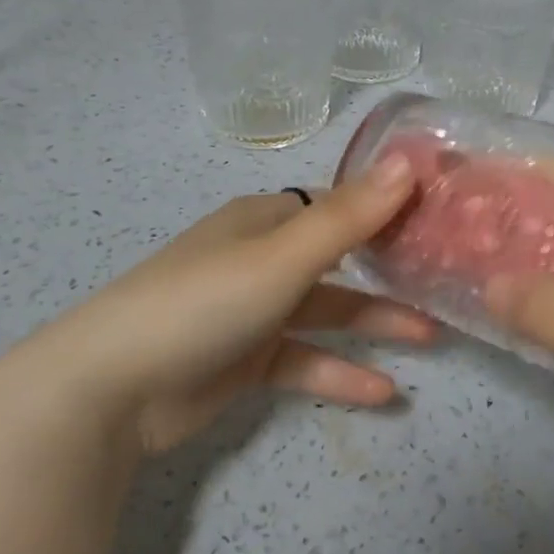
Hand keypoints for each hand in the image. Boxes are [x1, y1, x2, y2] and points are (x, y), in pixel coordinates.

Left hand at [19, 153, 430, 452]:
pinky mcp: (245, 360)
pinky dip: (340, 372)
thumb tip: (411, 161)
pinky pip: (304, 359)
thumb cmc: (202, 302)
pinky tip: (384, 392)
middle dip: (390, 269)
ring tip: (431, 337)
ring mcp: (253, 310)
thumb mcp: (283, 256)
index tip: (439, 217)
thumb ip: (351, 215)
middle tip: (445, 278)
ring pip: (327, 310)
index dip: (388, 208)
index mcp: (266, 220)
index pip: (340, 204)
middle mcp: (262, 257)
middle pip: (340, 257)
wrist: (107, 390)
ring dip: (375, 323)